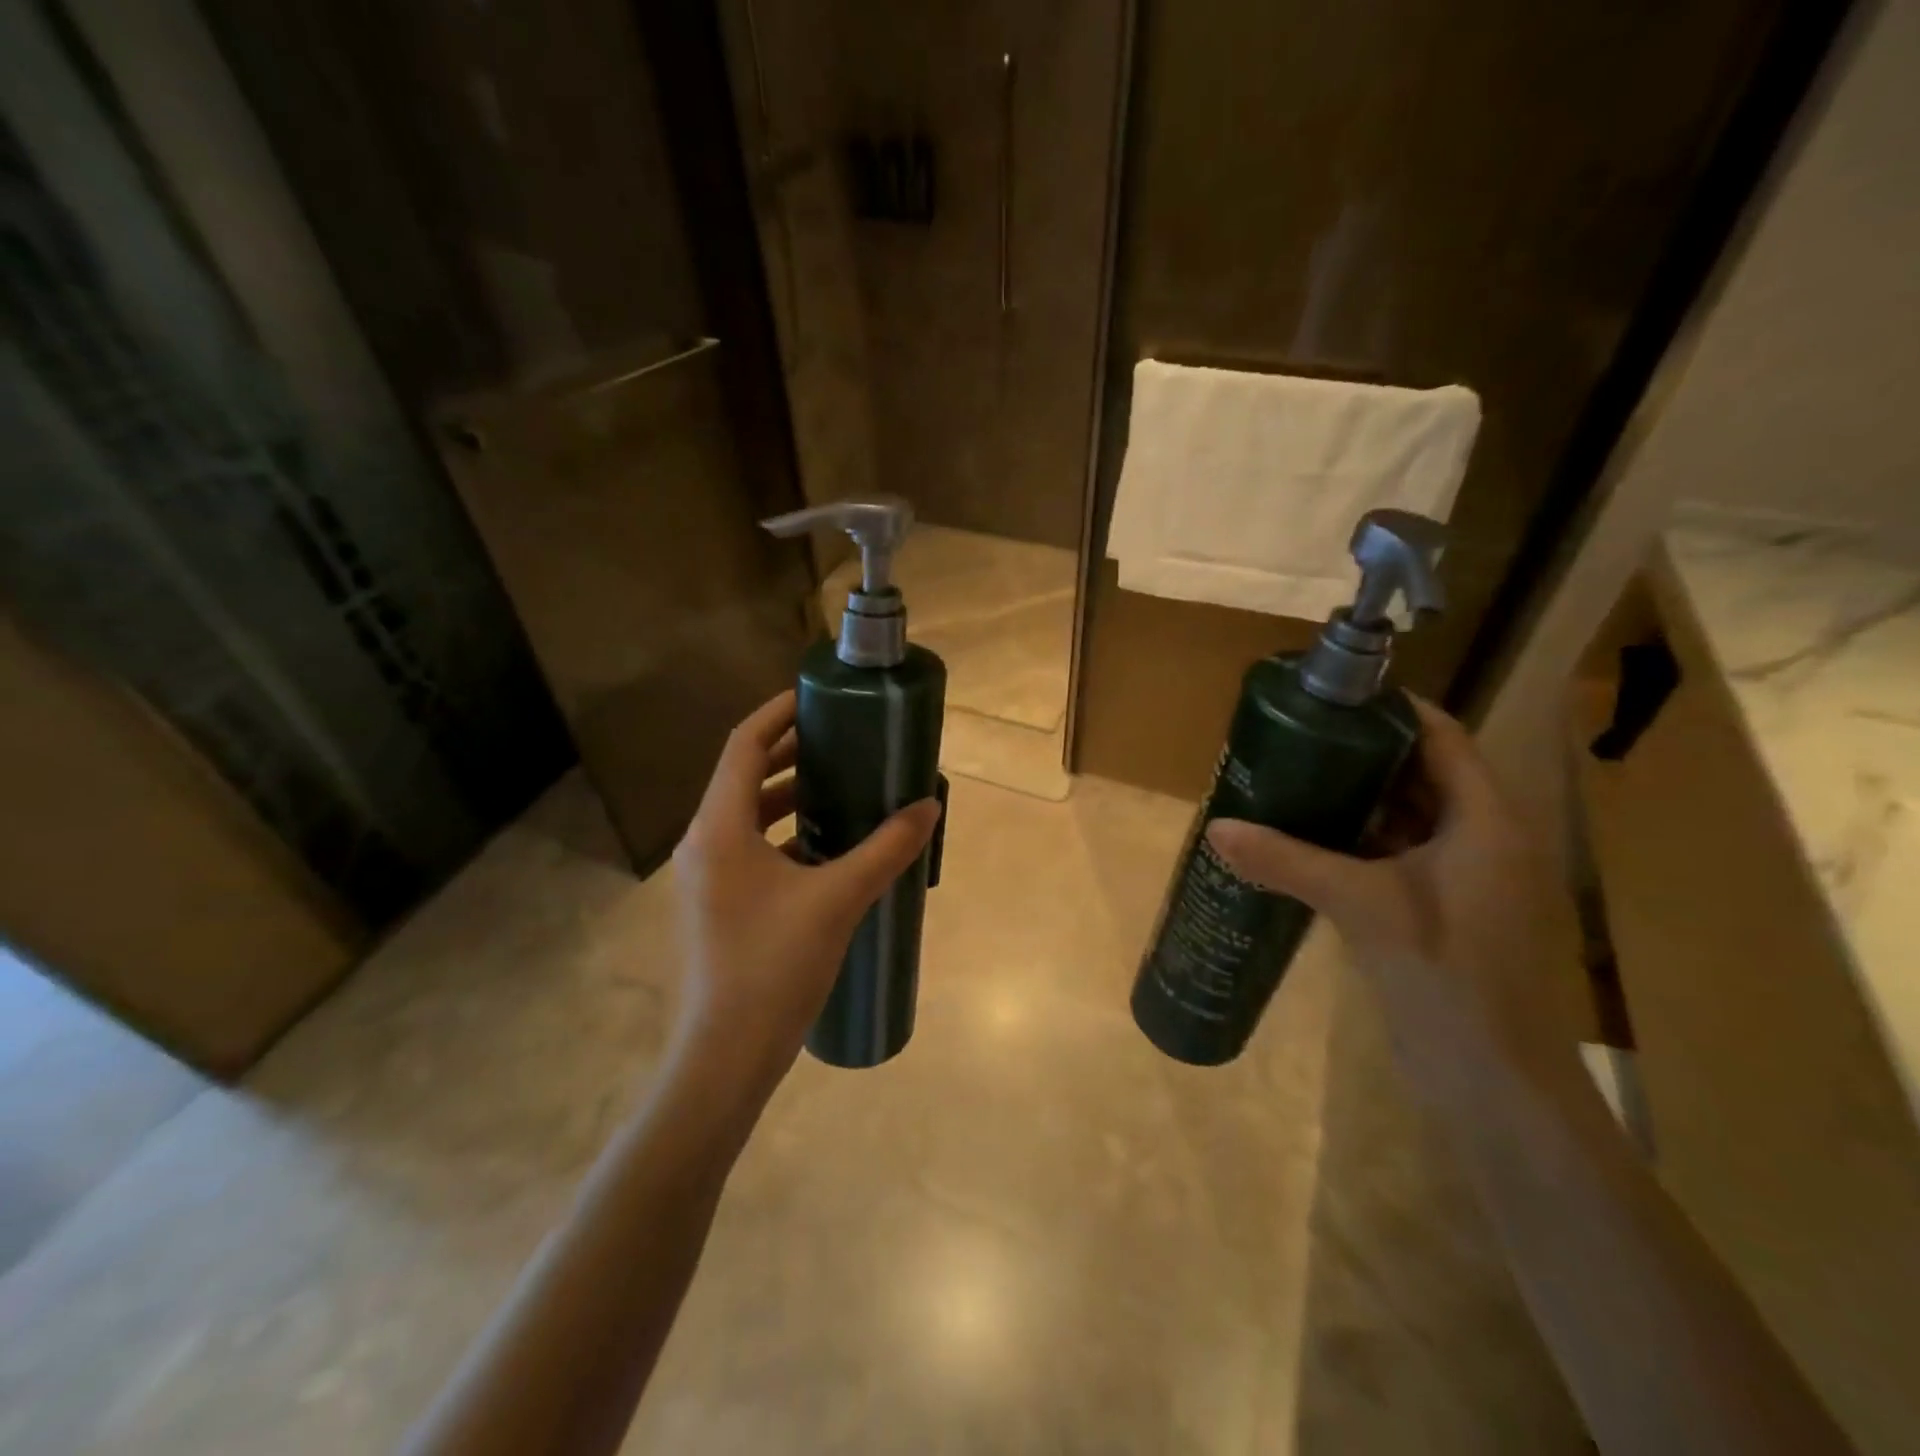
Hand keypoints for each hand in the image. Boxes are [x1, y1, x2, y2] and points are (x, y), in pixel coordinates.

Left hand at [670, 691, 940, 1082]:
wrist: (725, 1058)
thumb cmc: (774, 968)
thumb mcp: (838, 901)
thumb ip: (886, 849)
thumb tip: (928, 807)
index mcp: (719, 828)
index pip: (744, 745)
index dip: (779, 714)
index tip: (818, 697)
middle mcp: (703, 843)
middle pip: (744, 776)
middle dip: (790, 753)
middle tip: (841, 739)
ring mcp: (706, 877)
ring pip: (747, 815)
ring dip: (789, 796)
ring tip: (841, 787)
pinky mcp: (717, 905)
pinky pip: (750, 849)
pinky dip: (785, 835)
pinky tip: (827, 849)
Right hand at [1206, 696, 1568, 1101]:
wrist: (1493, 1081)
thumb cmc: (1447, 977)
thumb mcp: (1362, 906)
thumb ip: (1288, 860)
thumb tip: (1216, 829)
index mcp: (1486, 820)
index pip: (1440, 737)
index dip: (1389, 709)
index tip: (1330, 696)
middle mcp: (1481, 837)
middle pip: (1420, 771)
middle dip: (1359, 752)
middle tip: (1295, 736)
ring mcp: (1462, 876)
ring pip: (1404, 815)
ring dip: (1354, 797)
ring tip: (1291, 777)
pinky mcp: (1439, 907)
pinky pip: (1394, 853)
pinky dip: (1355, 840)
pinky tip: (1305, 838)